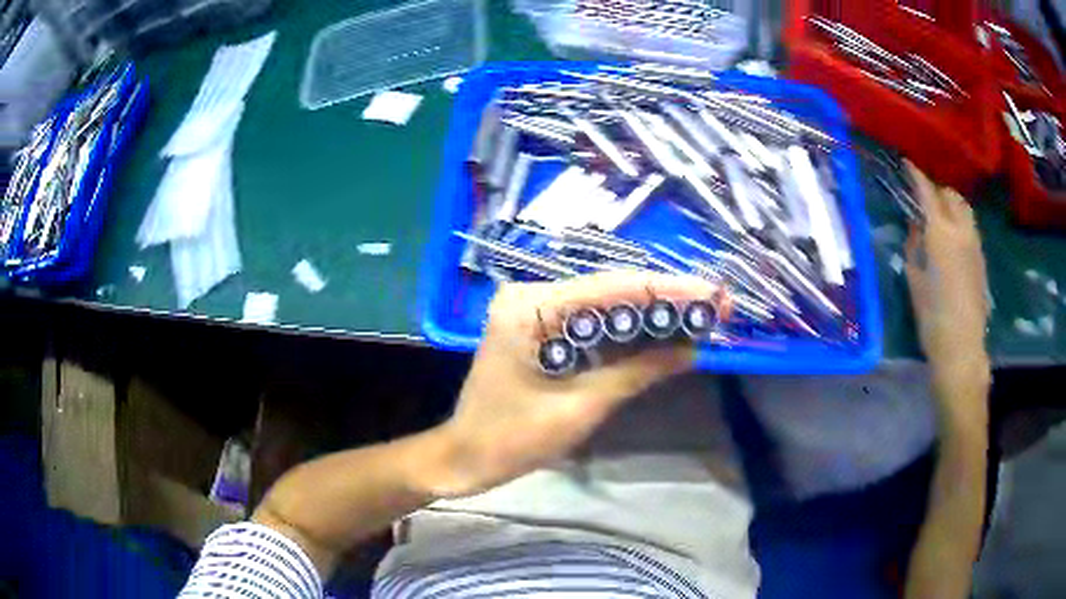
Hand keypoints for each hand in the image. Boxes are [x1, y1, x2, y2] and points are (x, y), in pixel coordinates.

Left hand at [424, 271, 721, 497]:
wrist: (465, 456)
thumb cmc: (512, 439)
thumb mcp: (580, 408)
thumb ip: (637, 372)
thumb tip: (692, 349)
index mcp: (531, 307)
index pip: (613, 288)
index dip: (670, 290)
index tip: (715, 294)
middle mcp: (531, 294)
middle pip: (611, 290)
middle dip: (666, 298)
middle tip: (716, 305)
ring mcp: (534, 309)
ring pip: (605, 304)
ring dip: (651, 312)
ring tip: (701, 315)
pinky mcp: (540, 327)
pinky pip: (591, 321)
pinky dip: (627, 329)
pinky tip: (662, 331)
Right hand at [904, 162, 990, 421]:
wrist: (962, 347)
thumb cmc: (932, 317)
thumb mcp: (914, 279)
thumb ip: (914, 246)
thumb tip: (916, 226)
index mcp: (941, 233)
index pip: (927, 191)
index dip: (916, 175)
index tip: (907, 163)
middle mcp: (961, 230)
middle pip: (951, 195)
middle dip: (937, 190)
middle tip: (924, 198)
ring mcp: (975, 244)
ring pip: (964, 209)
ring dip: (951, 204)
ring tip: (940, 215)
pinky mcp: (981, 259)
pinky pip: (970, 227)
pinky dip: (960, 222)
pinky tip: (952, 238)